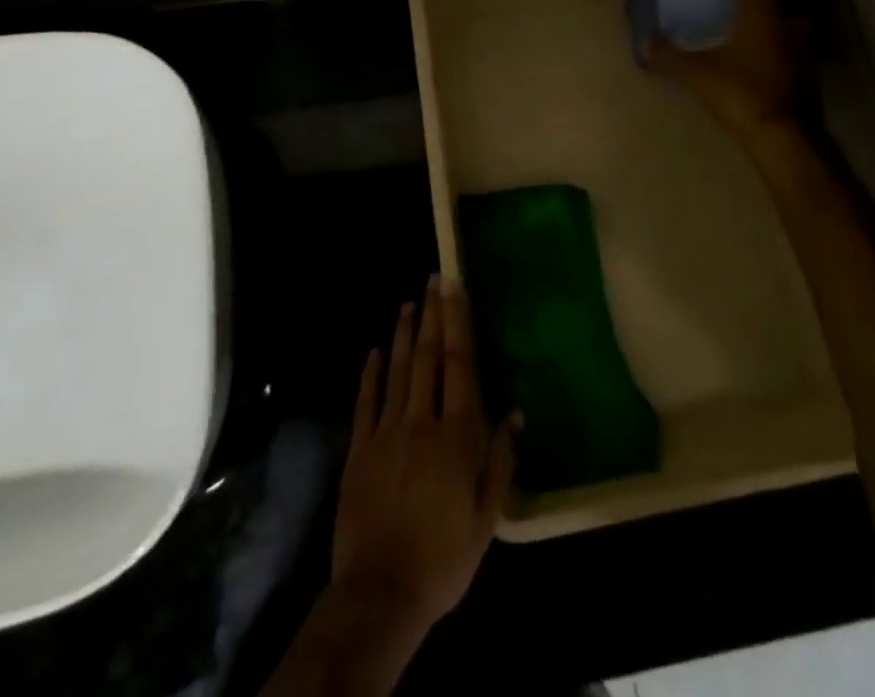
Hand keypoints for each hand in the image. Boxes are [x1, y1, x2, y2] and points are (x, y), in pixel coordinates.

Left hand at [332, 276, 516, 635]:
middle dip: (432, 315)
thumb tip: (515, 412)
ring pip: (397, 371)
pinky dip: (371, 374)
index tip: (455, 288)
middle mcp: (421, 422)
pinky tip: (375, 351)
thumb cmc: (443, 558)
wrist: (380, 594)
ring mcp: (385, 433)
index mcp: (456, 435)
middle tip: (433, 280)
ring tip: (408, 303)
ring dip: (404, 335)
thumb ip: (500, 460)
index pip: (459, 365)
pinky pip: (366, 403)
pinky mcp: (359, 451)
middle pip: (427, 358)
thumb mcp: (487, 518)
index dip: (457, 323)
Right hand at [648, 0, 806, 133]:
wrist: (781, 135)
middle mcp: (788, 22)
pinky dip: (781, 42)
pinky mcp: (806, 71)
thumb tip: (646, 42)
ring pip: (791, 20)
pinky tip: (764, 52)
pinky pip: (793, 45)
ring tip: (754, 18)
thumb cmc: (740, 92)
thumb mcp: (697, 73)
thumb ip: (669, 56)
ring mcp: (802, 47)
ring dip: (777, 15)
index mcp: (763, 11)